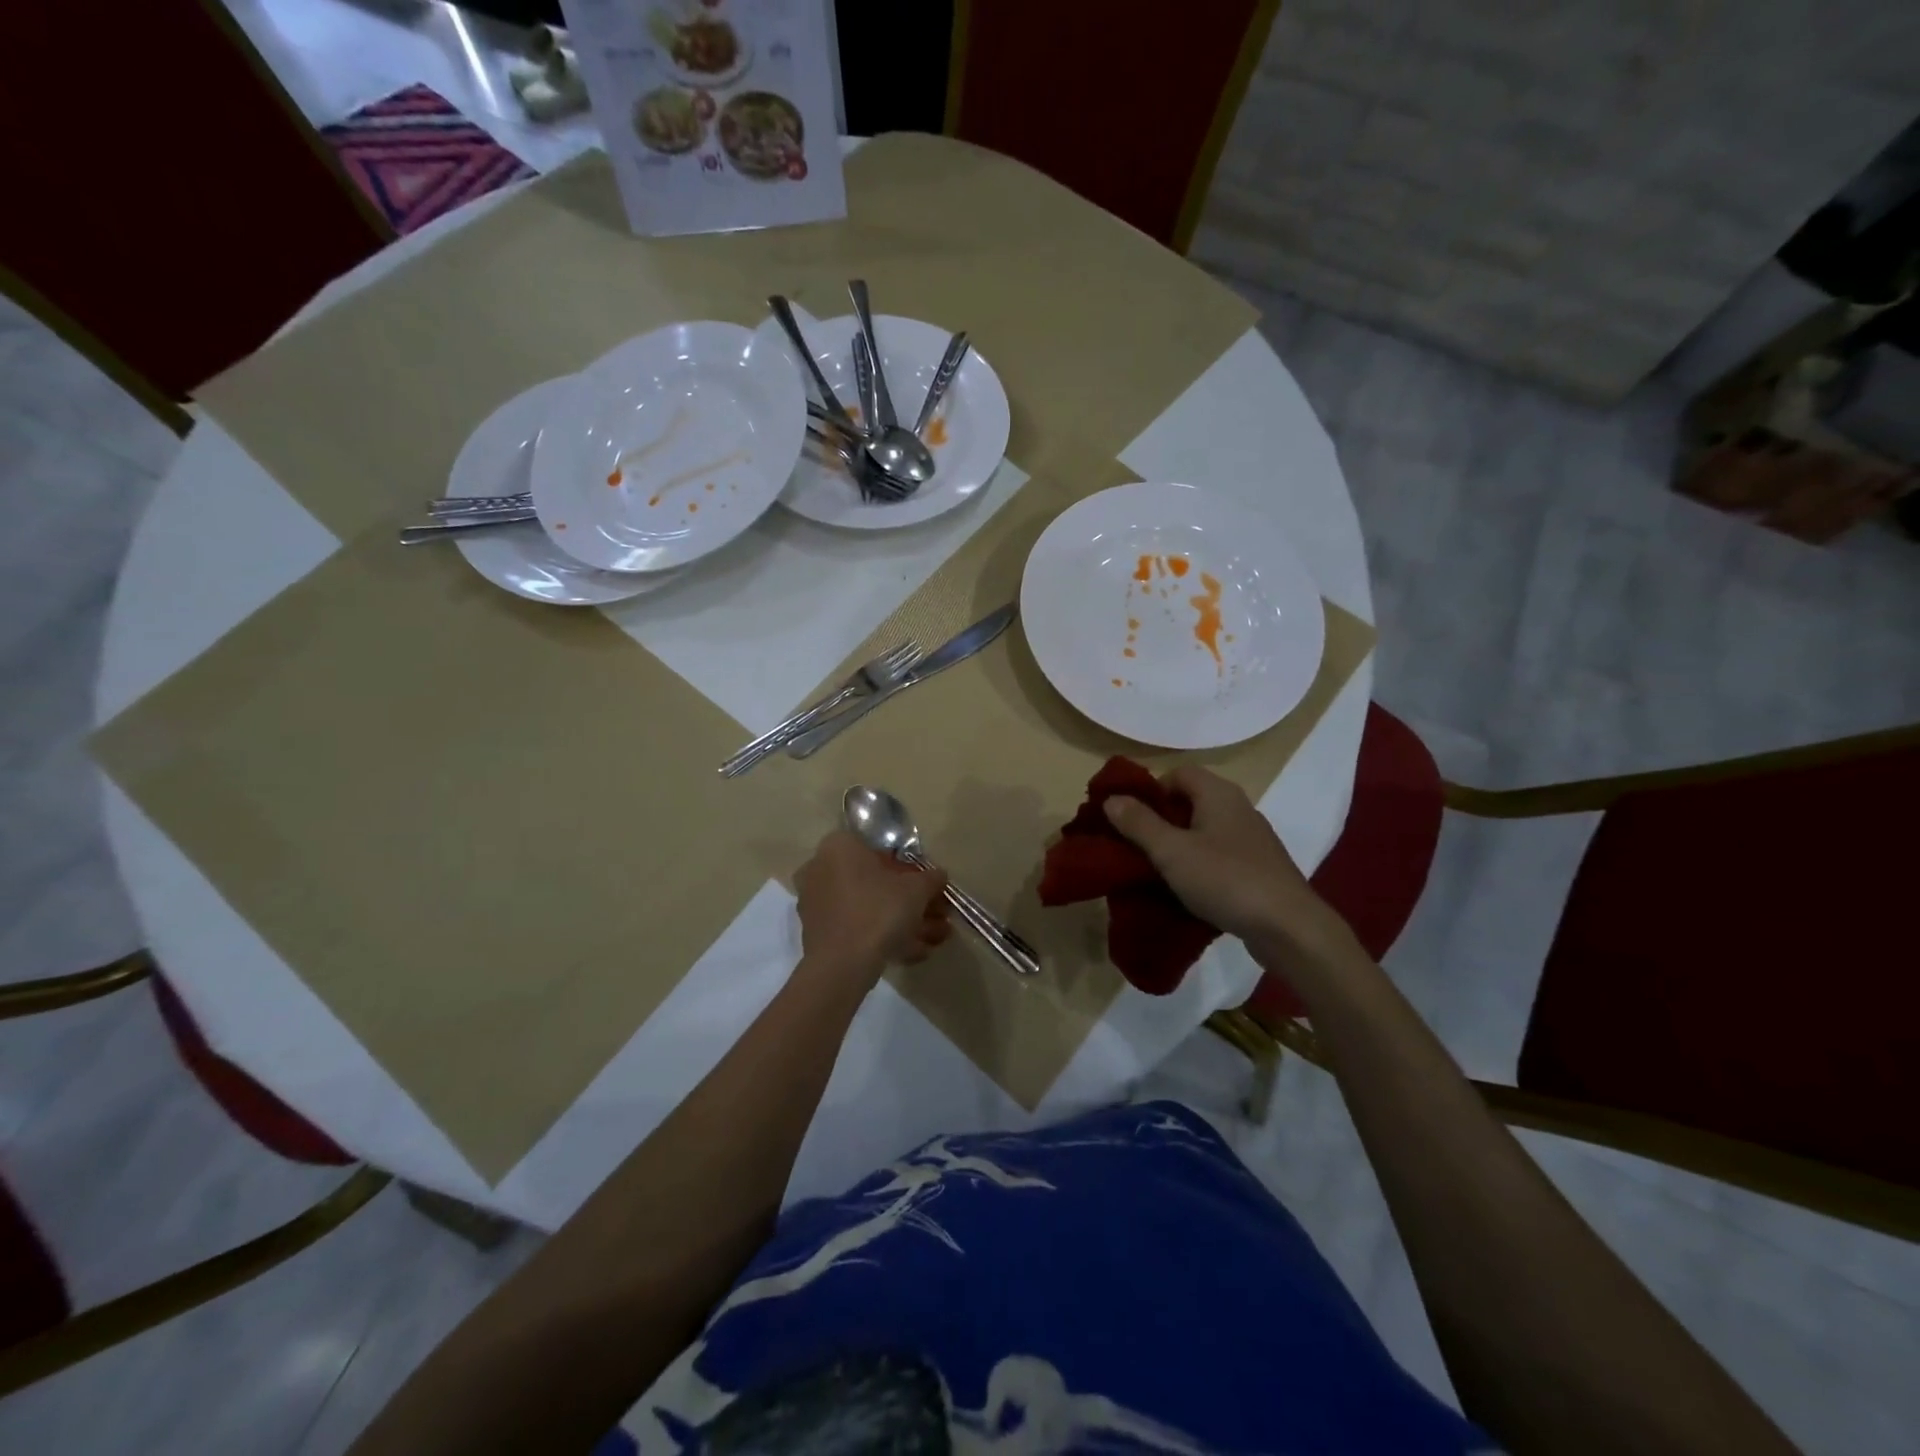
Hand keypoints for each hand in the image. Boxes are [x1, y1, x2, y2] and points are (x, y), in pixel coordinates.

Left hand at [794, 831, 950, 982]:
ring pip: (869, 908)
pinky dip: (884, 937)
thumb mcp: (916, 890)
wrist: (841, 965)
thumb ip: (931, 878)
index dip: (910, 870)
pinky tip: (915, 953)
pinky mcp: (817, 934)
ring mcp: (817, 903)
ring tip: (935, 941)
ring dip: (903, 922)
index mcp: (840, 847)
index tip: (929, 889)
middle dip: (911, 902)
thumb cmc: (879, 911)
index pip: (881, 849)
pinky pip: (857, 928)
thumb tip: (939, 876)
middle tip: (938, 916)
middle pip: (876, 882)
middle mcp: (822, 869)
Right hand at [1103, 766, 1351, 968]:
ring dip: (1179, 846)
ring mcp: (1252, 839)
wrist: (1289, 927)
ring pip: (1205, 831)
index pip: (1178, 773)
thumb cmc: (1225, 879)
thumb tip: (1111, 799)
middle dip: (1160, 820)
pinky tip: (1189, 891)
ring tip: (1157, 871)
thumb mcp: (1171, 852)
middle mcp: (1238, 808)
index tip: (1131, 818)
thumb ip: (1139, 823)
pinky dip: (1200, 866)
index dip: (1151, 790)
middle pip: (1191, 801)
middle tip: (1136, 846)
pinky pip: (1220, 856)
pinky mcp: (1259, 868)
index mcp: (1218, 793)